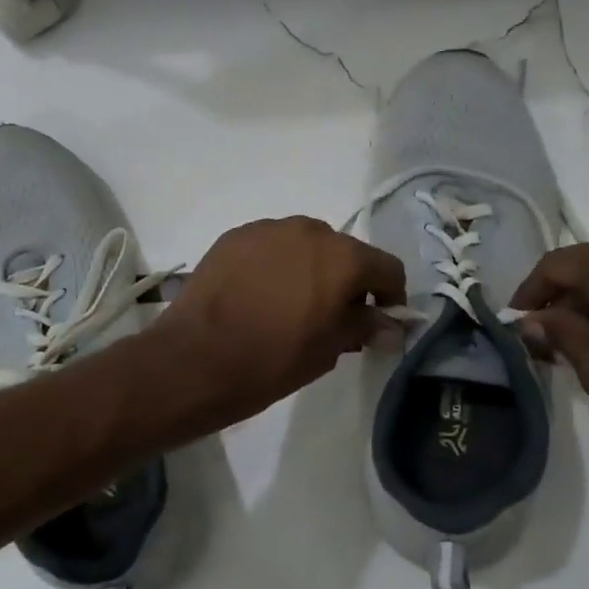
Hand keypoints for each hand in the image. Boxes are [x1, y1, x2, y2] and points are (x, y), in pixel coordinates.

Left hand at [153, 217, 405, 429]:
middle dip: (346, 280)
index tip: (381, 320)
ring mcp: (268, 229)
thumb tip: (391, 326)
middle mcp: (309, 230)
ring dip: (309, 268)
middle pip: (344, 251)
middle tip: (332, 316)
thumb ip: (364, 327)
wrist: (197, 358)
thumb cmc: (273, 359)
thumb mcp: (329, 350)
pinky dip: (275, 264)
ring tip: (291, 303)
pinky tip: (259, 294)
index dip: (391, 295)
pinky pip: (270, 246)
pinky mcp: (234, 236)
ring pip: (304, 245)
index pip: (387, 267)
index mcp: (343, 257)